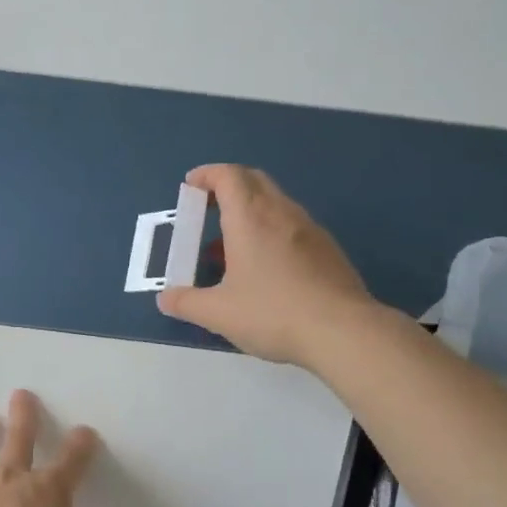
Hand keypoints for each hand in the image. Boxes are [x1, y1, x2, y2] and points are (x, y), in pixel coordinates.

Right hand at [156, 164, 375, 367]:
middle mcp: (281, 213)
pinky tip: (265, 268)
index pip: (228, 176)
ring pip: (276, 203)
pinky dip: (271, 231)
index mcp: (250, 218)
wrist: (341, 330)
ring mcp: (309, 229)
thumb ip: (187, 303)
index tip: (191, 185)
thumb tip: (165, 298)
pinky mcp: (328, 250)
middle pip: (254, 181)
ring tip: (231, 245)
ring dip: (250, 211)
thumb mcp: (219, 313)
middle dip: (228, 186)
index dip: (207, 175)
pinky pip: (292, 226)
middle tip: (209, 207)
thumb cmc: (272, 313)